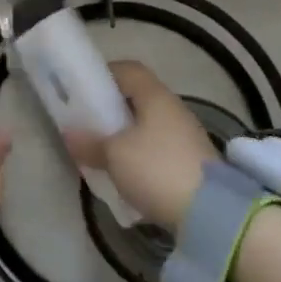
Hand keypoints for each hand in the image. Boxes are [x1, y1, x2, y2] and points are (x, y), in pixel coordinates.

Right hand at [62, 61, 214, 229]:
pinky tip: (126, 174)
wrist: (210, 212)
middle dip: (112, 109)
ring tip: (103, 152)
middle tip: (88, 123)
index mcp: (155, 96)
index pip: (129, 69)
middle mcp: (174, 109)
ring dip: (125, 135)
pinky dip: (140, 155)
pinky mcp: (192, 162)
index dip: (105, 74)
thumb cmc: (156, 169)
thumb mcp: (115, 155)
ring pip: (148, 125)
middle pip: (138, 98)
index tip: (83, 89)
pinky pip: (158, 148)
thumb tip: (69, 134)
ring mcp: (186, 136)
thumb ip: (90, 142)